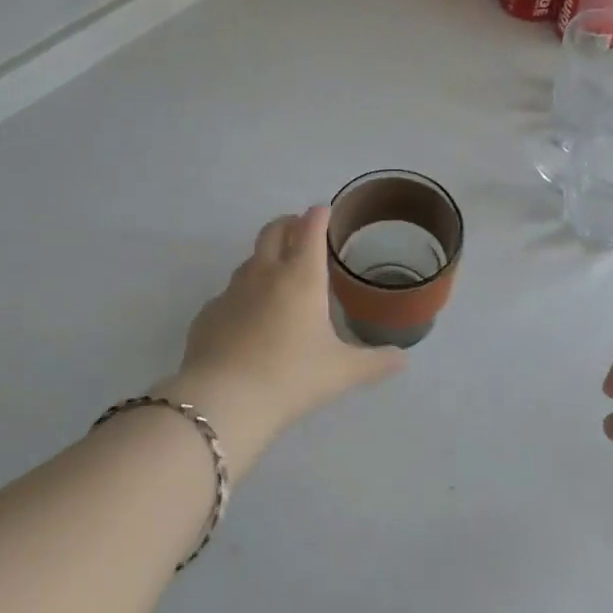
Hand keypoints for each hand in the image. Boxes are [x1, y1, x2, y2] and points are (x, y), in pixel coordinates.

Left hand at [158, 206, 403, 476]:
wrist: (221, 402)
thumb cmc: (290, 377)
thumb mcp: (341, 372)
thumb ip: (375, 362)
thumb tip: (404, 359)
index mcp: (301, 277)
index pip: (310, 229)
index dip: (319, 215)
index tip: (325, 211)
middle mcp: (265, 274)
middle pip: (273, 231)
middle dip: (289, 223)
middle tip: (300, 229)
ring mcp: (231, 292)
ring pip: (249, 260)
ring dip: (265, 256)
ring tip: (278, 273)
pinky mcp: (208, 314)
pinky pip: (229, 294)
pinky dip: (243, 294)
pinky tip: (249, 318)